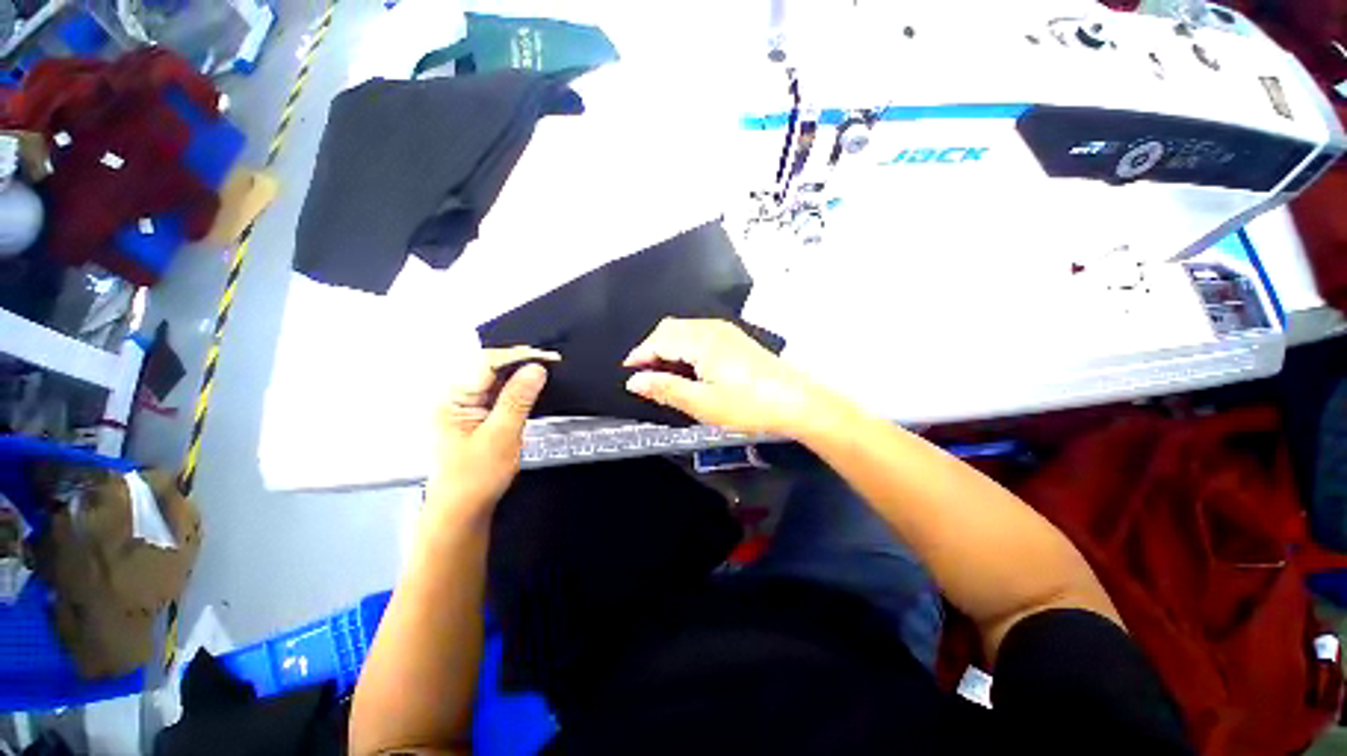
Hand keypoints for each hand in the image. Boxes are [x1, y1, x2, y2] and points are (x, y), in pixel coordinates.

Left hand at [427, 347, 556, 524]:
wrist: (462, 511)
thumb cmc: (474, 478)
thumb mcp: (501, 436)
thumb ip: (518, 399)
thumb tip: (536, 368)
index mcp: (452, 399)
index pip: (487, 364)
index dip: (519, 357)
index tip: (549, 358)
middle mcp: (456, 397)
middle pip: (490, 367)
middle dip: (521, 362)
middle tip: (552, 362)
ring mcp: (465, 407)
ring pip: (497, 380)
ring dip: (521, 375)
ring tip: (547, 372)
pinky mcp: (477, 416)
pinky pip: (499, 393)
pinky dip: (518, 389)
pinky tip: (533, 388)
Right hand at [623, 318, 825, 436]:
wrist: (796, 402)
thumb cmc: (747, 406)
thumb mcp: (703, 404)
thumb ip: (666, 389)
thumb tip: (634, 381)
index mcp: (701, 341)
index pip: (659, 340)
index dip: (639, 355)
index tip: (627, 374)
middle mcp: (711, 328)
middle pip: (670, 328)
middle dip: (652, 348)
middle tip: (646, 376)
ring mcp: (726, 331)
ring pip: (685, 329)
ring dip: (669, 347)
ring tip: (665, 374)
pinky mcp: (736, 339)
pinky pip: (699, 334)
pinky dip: (685, 346)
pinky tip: (690, 367)